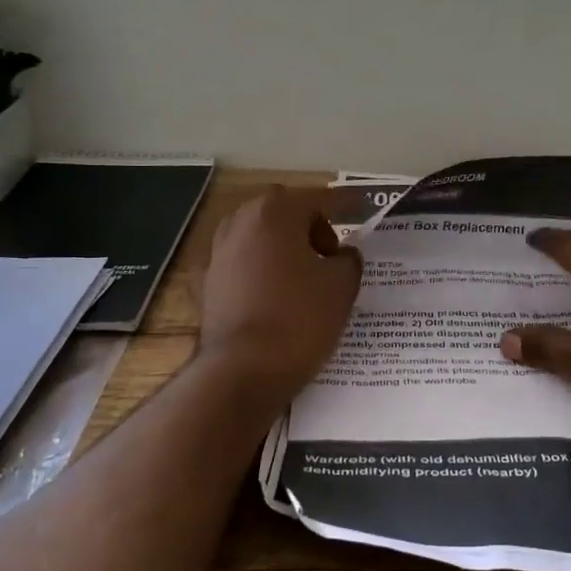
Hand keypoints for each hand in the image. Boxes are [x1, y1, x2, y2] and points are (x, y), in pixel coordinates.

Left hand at [198, 186, 362, 405]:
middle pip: (282, 211)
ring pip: (257, 236)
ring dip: (280, 245)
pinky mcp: (207, 285)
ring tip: (302, 273)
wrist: (243, 371)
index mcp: (275, 213)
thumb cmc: (299, 319)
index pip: (318, 199)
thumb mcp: (342, 286)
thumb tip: (342, 254)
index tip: (363, 208)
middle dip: (308, 224)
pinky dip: (257, 270)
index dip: (345, 204)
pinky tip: (271, 292)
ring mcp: (217, 253)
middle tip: (330, 252)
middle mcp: (240, 223)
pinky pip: (240, 266)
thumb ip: (348, 260)